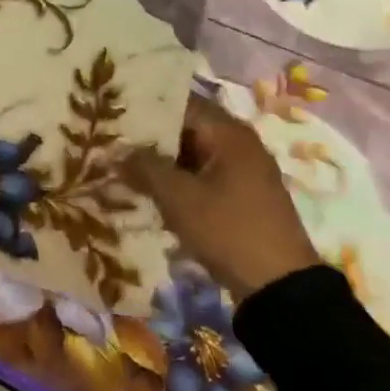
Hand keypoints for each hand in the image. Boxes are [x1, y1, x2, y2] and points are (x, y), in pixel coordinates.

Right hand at [124, 94, 320, 303]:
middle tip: (109, 139)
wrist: (280, 288)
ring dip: (161, 160)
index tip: (111, 112)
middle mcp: (238, 143)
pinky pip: (201, 175)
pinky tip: (148, 189)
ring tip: (121, 163)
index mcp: (228, 132)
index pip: (179, 102)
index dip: (144, 107)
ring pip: (191, 153)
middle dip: (149, 135)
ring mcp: (242, 171)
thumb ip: (144, 167)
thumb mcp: (178, 198)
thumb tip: (115, 152)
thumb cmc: (228, 230)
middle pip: (186, 126)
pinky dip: (177, 178)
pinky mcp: (241, 196)